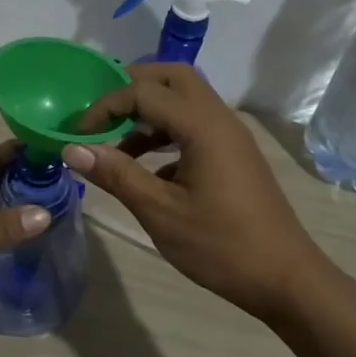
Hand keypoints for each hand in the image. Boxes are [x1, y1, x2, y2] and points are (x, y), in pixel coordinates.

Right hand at [64, 64, 325, 318]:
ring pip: (184, 101)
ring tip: (115, 146)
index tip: (77, 135)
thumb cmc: (220, 246)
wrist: (284, 278)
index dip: (105, 106)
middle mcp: (219, 119)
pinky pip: (194, 126)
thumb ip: (116, 174)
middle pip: (171, 78)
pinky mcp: (233, 155)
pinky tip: (146, 170)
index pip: (144, 92)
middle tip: (99, 116)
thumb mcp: (159, 212)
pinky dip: (165, 134)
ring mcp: (230, 136)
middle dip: (130, 88)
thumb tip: (72, 148)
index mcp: (203, 126)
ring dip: (148, 113)